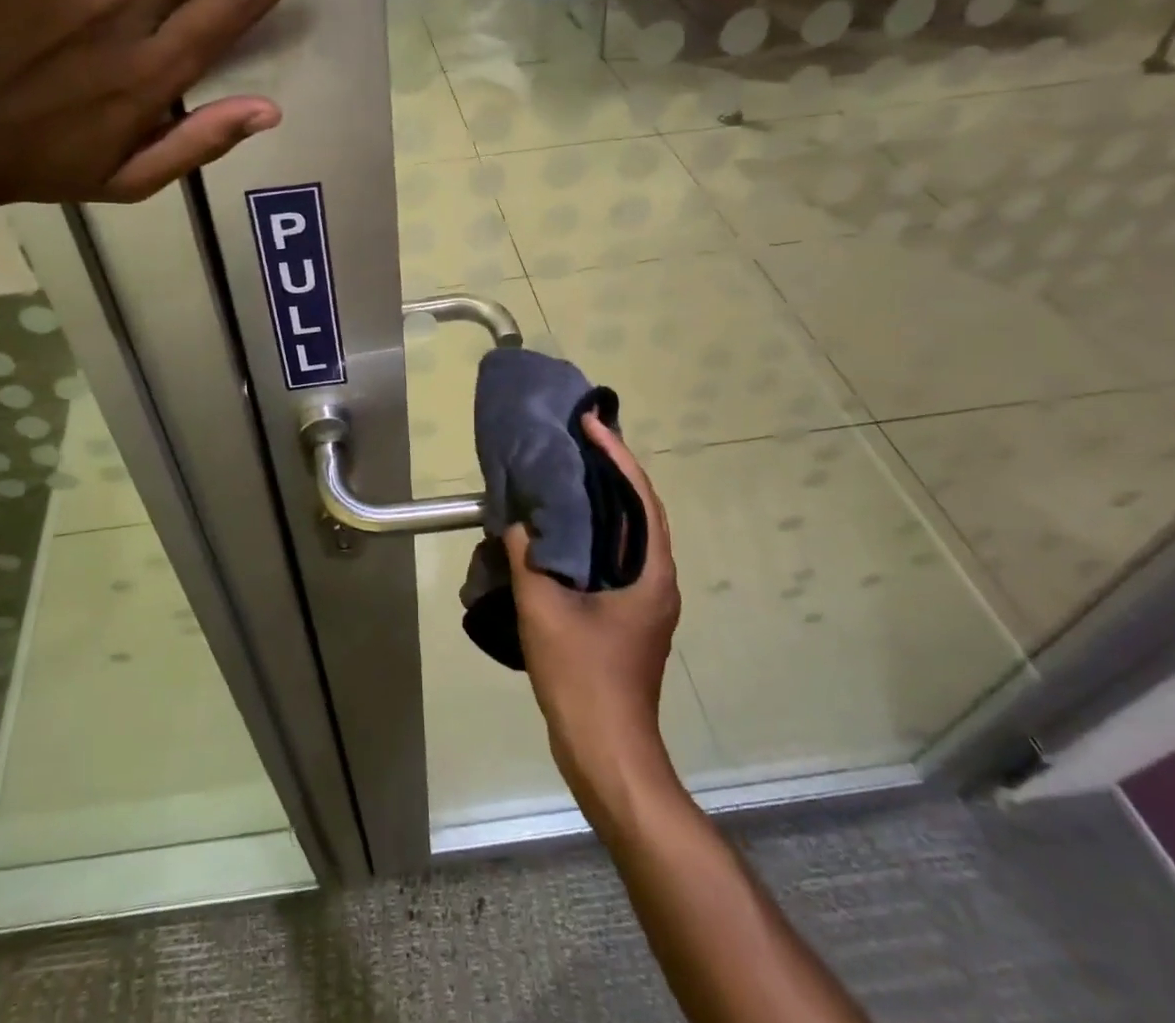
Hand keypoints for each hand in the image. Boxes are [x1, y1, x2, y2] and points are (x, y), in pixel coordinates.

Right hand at [506, 412, 681, 794]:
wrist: (607, 752)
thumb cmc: (582, 677)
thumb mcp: (543, 611)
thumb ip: (527, 558)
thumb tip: (518, 521)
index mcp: (651, 573)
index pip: (640, 497)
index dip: (616, 455)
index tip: (590, 422)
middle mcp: (657, 580)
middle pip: (639, 510)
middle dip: (611, 469)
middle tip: (576, 438)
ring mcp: (645, 601)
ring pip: (628, 534)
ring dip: (602, 500)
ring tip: (567, 471)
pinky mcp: (629, 616)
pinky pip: (615, 556)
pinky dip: (593, 531)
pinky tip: (561, 529)